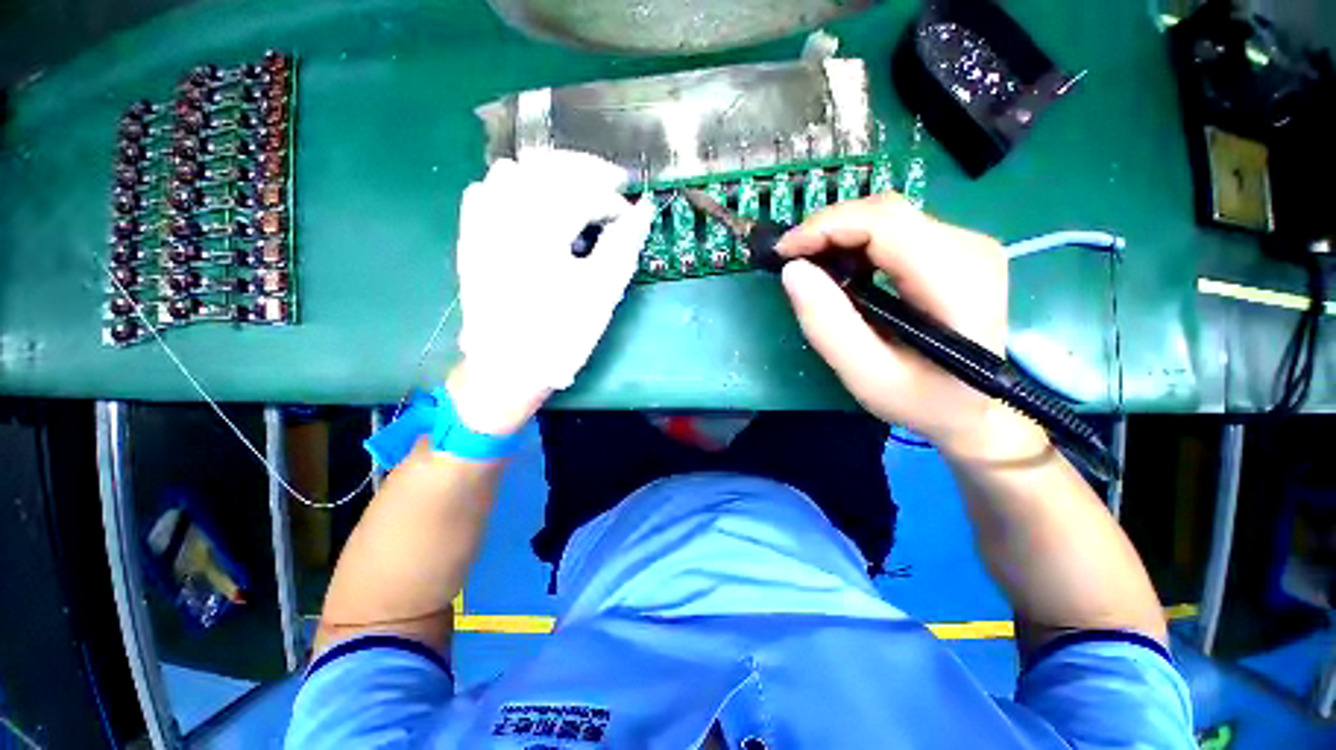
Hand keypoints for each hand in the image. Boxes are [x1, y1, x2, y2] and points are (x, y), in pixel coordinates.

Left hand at [453, 150, 654, 432]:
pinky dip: (514, 188)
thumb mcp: (601, 294)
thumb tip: (643, 212)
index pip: (583, 191)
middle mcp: (505, 216)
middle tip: (611, 187)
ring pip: (513, 171)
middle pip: (547, 167)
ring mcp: (481, 224)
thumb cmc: (560, 335)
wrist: (509, 366)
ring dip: (550, 175)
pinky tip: (532, 206)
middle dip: (585, 171)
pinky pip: (486, 191)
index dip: (613, 199)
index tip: (631, 215)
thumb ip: (623, 247)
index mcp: (541, 231)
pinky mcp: (471, 237)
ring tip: (575, 193)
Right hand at [777, 193, 1047, 460]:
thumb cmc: (921, 400)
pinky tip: (839, 267)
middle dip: (828, 229)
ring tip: (809, 265)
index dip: (826, 227)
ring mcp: (966, 245)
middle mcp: (969, 248)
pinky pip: (895, 230)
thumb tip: (793, 271)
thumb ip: (828, 326)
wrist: (974, 409)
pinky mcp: (955, 250)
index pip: (884, 223)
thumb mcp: (867, 376)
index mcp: (956, 279)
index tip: (784, 252)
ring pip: (888, 217)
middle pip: (885, 212)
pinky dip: (856, 242)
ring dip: (840, 235)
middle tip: (790, 259)